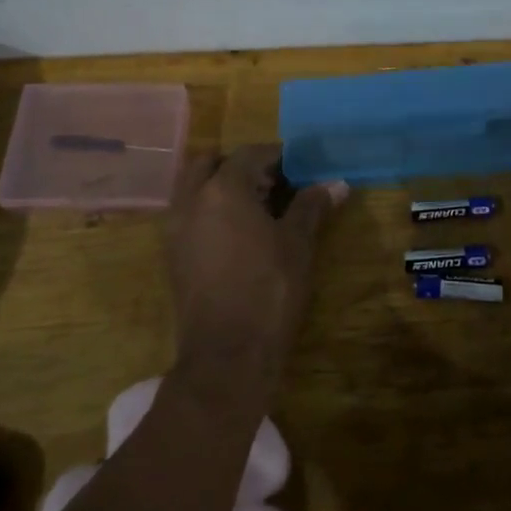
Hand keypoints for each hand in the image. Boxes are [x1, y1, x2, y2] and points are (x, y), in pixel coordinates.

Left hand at [164, 145, 347, 390]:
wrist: (226, 356)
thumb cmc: (268, 290)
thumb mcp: (297, 244)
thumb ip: (312, 206)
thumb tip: (337, 183)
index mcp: (222, 189)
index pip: (250, 154)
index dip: (277, 156)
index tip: (300, 166)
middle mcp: (191, 200)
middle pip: (212, 163)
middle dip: (241, 166)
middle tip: (273, 183)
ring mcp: (176, 228)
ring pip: (195, 188)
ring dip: (222, 187)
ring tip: (258, 208)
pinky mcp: (173, 255)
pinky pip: (190, 215)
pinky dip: (210, 210)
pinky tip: (240, 234)